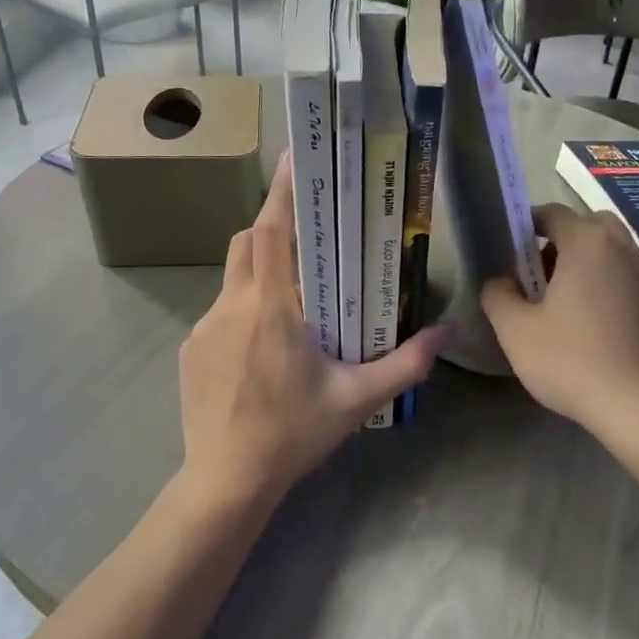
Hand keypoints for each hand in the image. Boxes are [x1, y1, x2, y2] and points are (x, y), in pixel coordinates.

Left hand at [178, 155, 448, 508]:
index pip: (272, 230)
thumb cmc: (293, 434)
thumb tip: (447, 332)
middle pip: (247, 242)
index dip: (282, 190)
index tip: (296, 158)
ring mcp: (204, 327)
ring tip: (293, 302)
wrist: (226, 481)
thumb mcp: (357, 399)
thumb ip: (406, 363)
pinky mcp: (191, 350)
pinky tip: (262, 350)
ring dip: (260, 272)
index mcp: (271, 307)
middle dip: (274, 228)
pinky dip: (243, 309)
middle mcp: (232, 305)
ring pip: (232, 276)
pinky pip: (219, 311)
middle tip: (309, 239)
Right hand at [481, 203, 638, 435]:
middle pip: (589, 225)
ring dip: (588, 261)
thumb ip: (498, 294)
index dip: (528, 225)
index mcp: (588, 244)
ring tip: (566, 299)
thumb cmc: (570, 361)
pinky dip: (609, 282)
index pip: (553, 213)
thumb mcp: (515, 330)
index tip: (512, 252)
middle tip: (540, 274)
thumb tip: (500, 279)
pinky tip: (595, 320)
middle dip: (562, 240)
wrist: (637, 405)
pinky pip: (629, 276)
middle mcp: (624, 249)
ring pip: (613, 250)